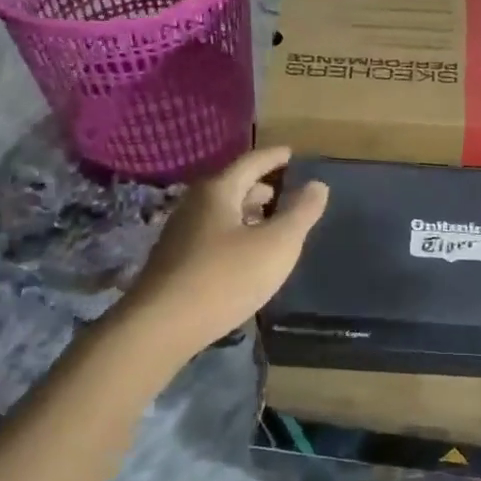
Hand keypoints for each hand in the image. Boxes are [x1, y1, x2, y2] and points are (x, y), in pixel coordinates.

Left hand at [125, 146, 328, 351]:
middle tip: (284, 191)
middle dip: (260, 187)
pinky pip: (212, 236)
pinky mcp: (175, 262)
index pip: (251, 162)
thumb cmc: (226, 277)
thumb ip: (301, 213)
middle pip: (232, 186)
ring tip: (269, 223)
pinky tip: (245, 255)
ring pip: (220, 213)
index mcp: (218, 191)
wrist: (162, 326)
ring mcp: (181, 235)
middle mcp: (194, 205)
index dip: (274, 157)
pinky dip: (234, 234)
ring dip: (246, 213)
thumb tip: (318, 184)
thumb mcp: (277, 244)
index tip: (291, 154)